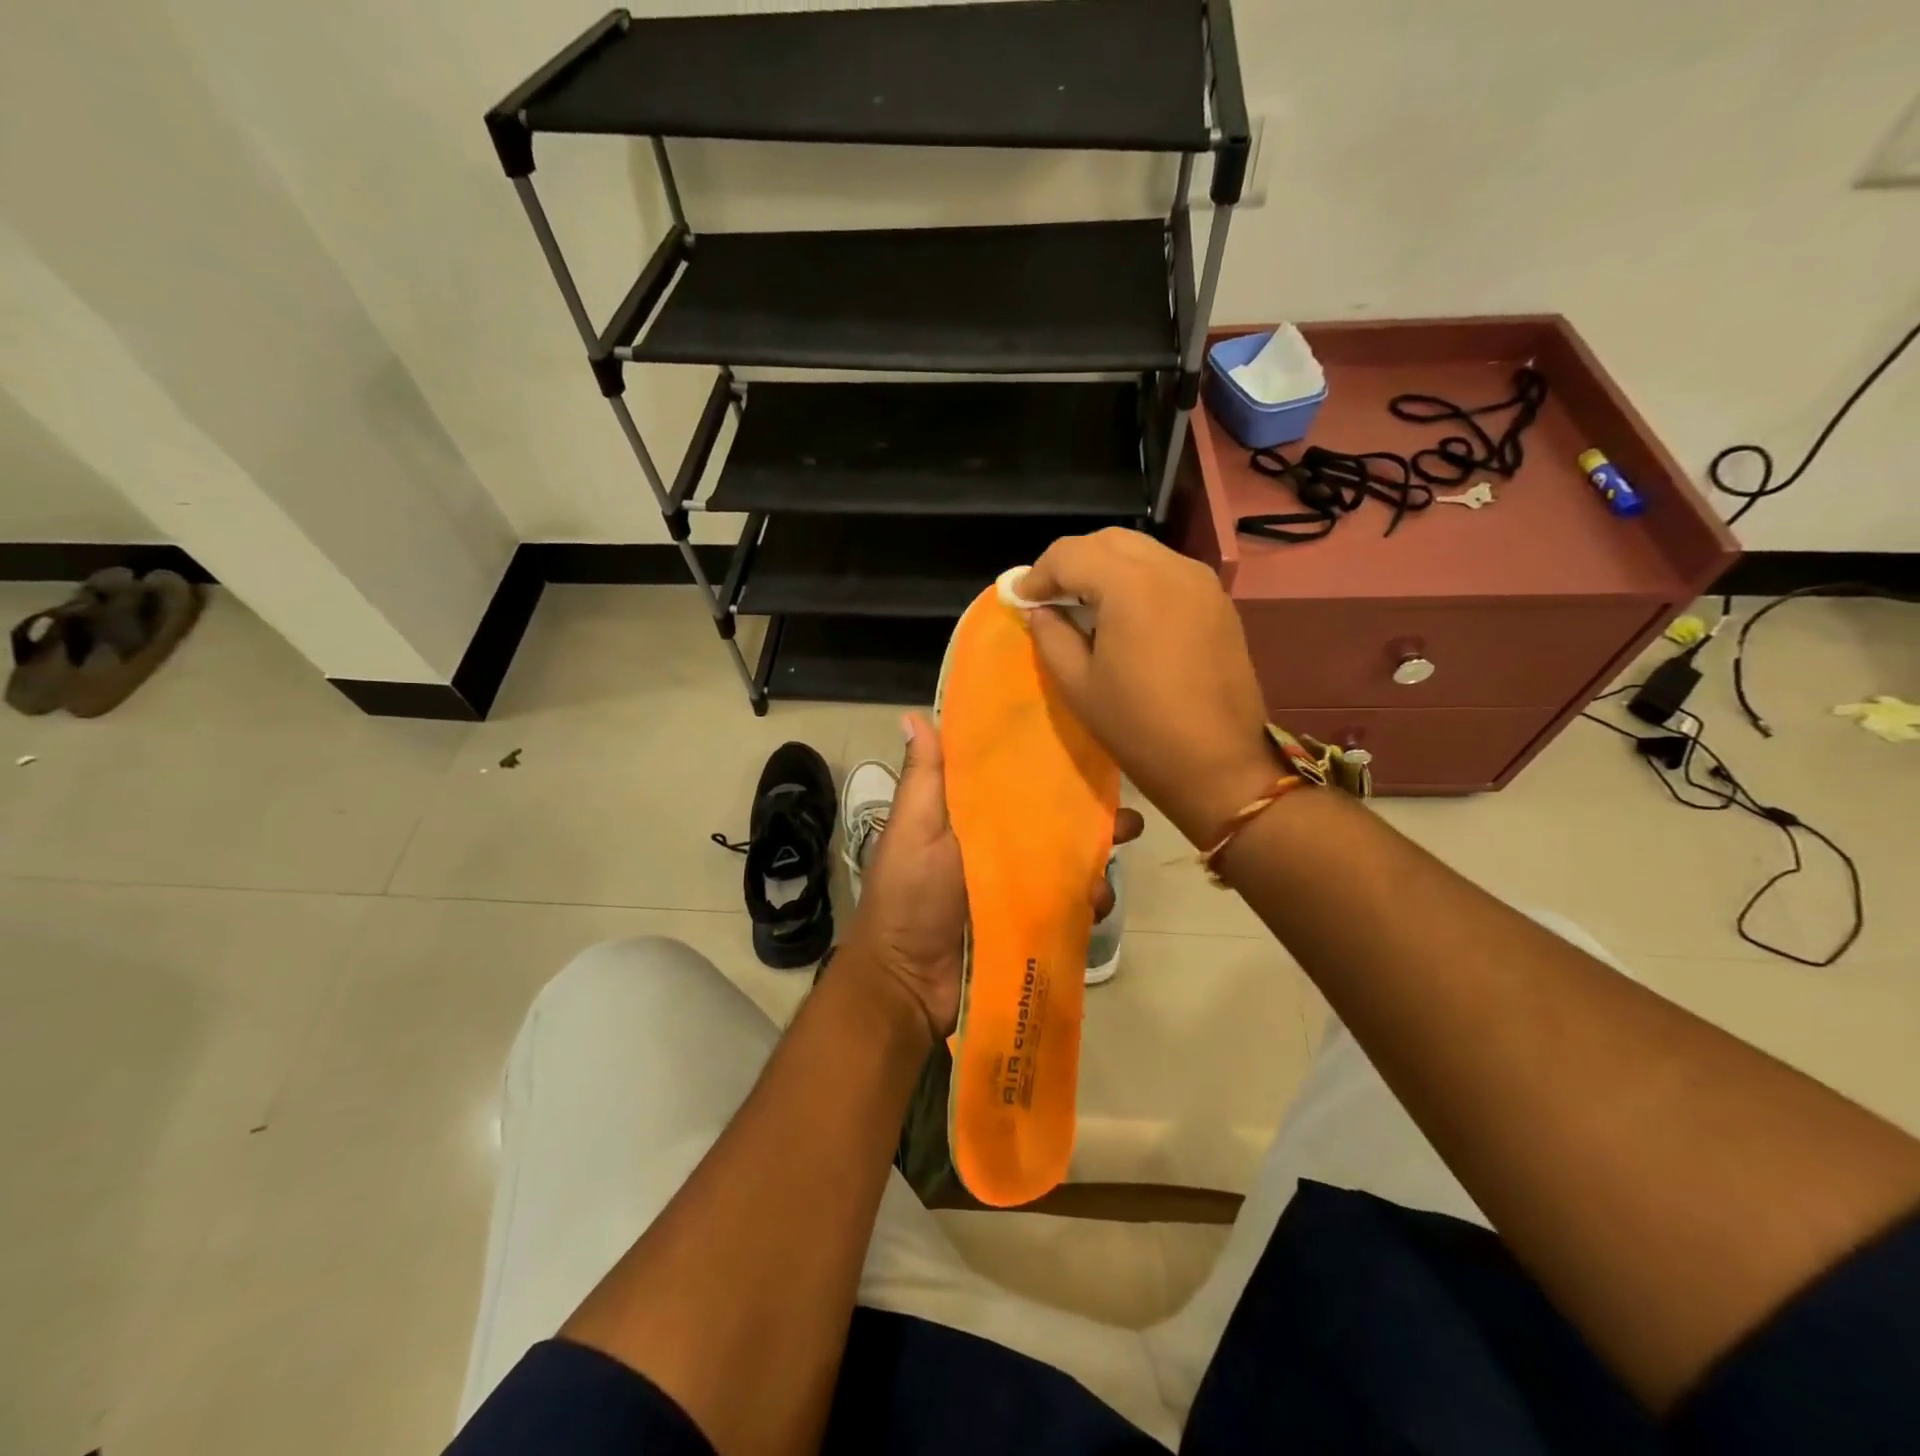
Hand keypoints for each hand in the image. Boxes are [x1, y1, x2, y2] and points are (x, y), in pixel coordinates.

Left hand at [843, 711, 1143, 1040]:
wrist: (909, 984)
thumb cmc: (909, 897)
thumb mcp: (913, 830)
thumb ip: (924, 778)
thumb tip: (913, 713)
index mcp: (972, 816)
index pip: (1018, 779)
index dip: (1052, 764)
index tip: (1089, 745)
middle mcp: (1001, 846)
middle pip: (1056, 821)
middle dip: (1094, 818)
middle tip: (1125, 822)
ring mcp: (1020, 886)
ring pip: (1071, 863)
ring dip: (1096, 865)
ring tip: (1102, 878)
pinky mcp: (1034, 922)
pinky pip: (1071, 905)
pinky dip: (1089, 903)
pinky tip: (1095, 908)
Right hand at [1021, 529, 1277, 846]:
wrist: (1218, 764)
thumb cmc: (1138, 728)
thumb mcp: (1078, 684)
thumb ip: (1051, 635)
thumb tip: (1039, 610)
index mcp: (1132, 585)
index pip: (1072, 553)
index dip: (1039, 574)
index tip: (1021, 599)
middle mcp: (1171, 568)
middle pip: (1109, 541)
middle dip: (1072, 562)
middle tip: (1049, 596)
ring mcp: (1202, 582)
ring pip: (1142, 551)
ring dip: (1106, 567)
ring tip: (1084, 603)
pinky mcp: (1218, 602)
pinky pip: (1168, 572)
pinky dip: (1137, 580)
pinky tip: (1124, 614)